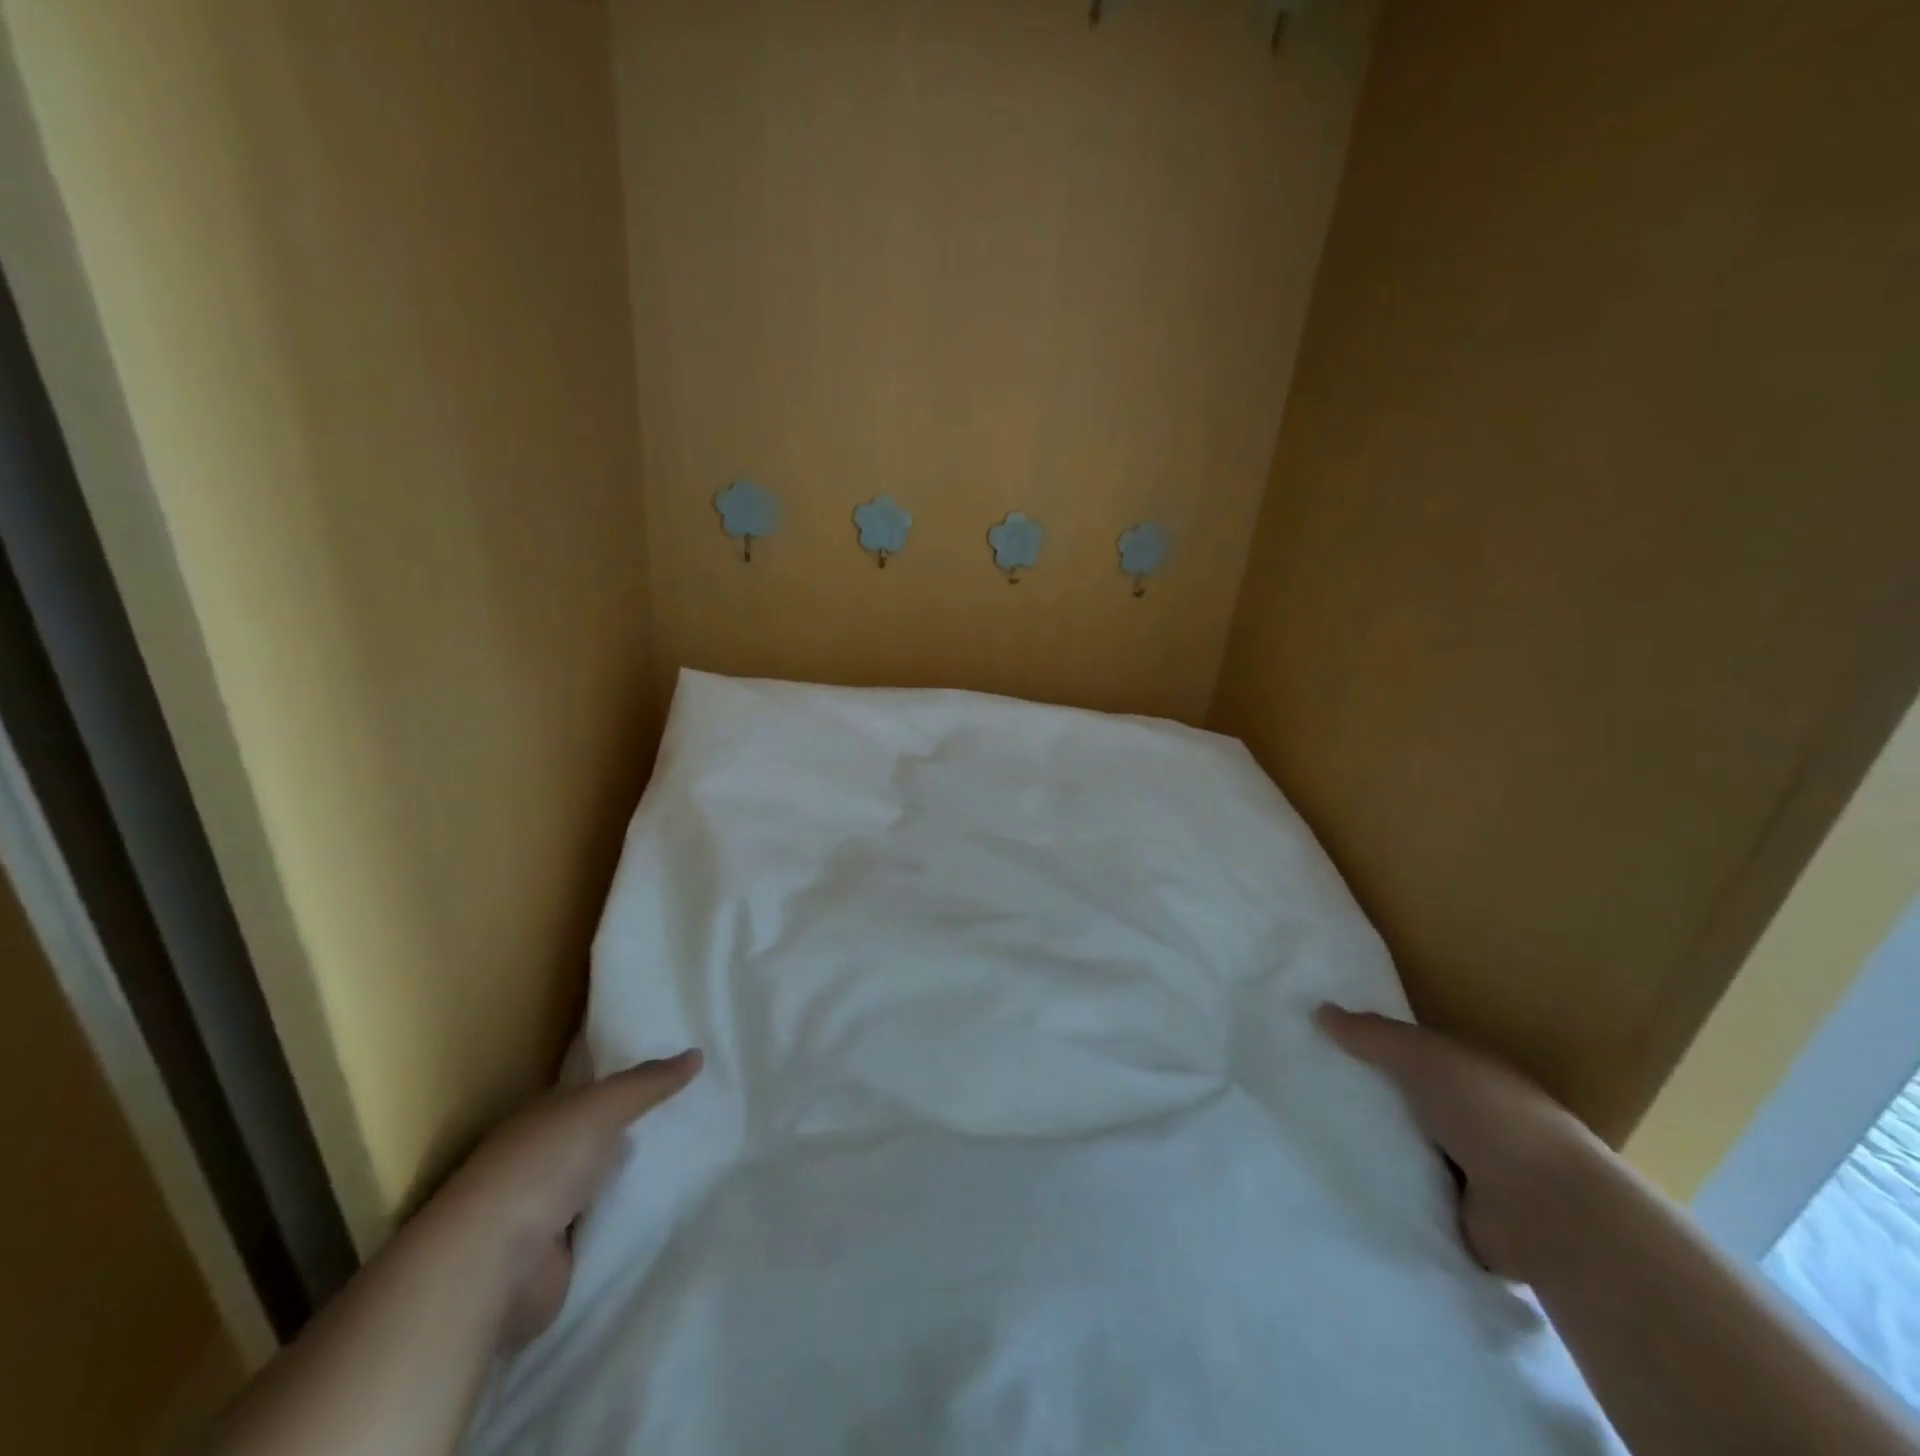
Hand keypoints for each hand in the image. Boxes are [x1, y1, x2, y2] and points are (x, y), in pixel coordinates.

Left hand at [431, 1049, 703, 1347]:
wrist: (489, 1267)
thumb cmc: (540, 1166)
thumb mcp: (603, 1106)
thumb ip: (649, 1082)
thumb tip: (697, 1054)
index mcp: (544, 1115)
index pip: (594, 1087)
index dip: (633, 1076)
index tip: (680, 1069)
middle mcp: (544, 1157)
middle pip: (604, 1133)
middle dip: (644, 1125)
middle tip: (703, 1109)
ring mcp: (551, 1209)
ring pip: (608, 1180)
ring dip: (640, 1174)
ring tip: (702, 1155)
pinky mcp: (563, 1257)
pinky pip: (610, 1225)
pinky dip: (634, 1218)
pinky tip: (676, 1205)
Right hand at [1317, 1005, 1599, 1280]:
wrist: (1545, 1209)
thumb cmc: (1489, 1113)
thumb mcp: (1423, 1056)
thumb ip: (1373, 1035)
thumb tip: (1320, 1009)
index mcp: (1470, 1075)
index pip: (1414, 1053)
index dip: (1372, 1045)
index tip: (1321, 1040)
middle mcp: (1470, 1118)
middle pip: (1403, 1099)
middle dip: (1362, 1094)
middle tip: (1301, 1084)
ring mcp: (1466, 1169)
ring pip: (1401, 1146)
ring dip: (1367, 1143)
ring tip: (1304, 1129)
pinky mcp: (1454, 1215)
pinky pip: (1404, 1192)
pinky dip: (1378, 1186)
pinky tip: (1332, 1175)